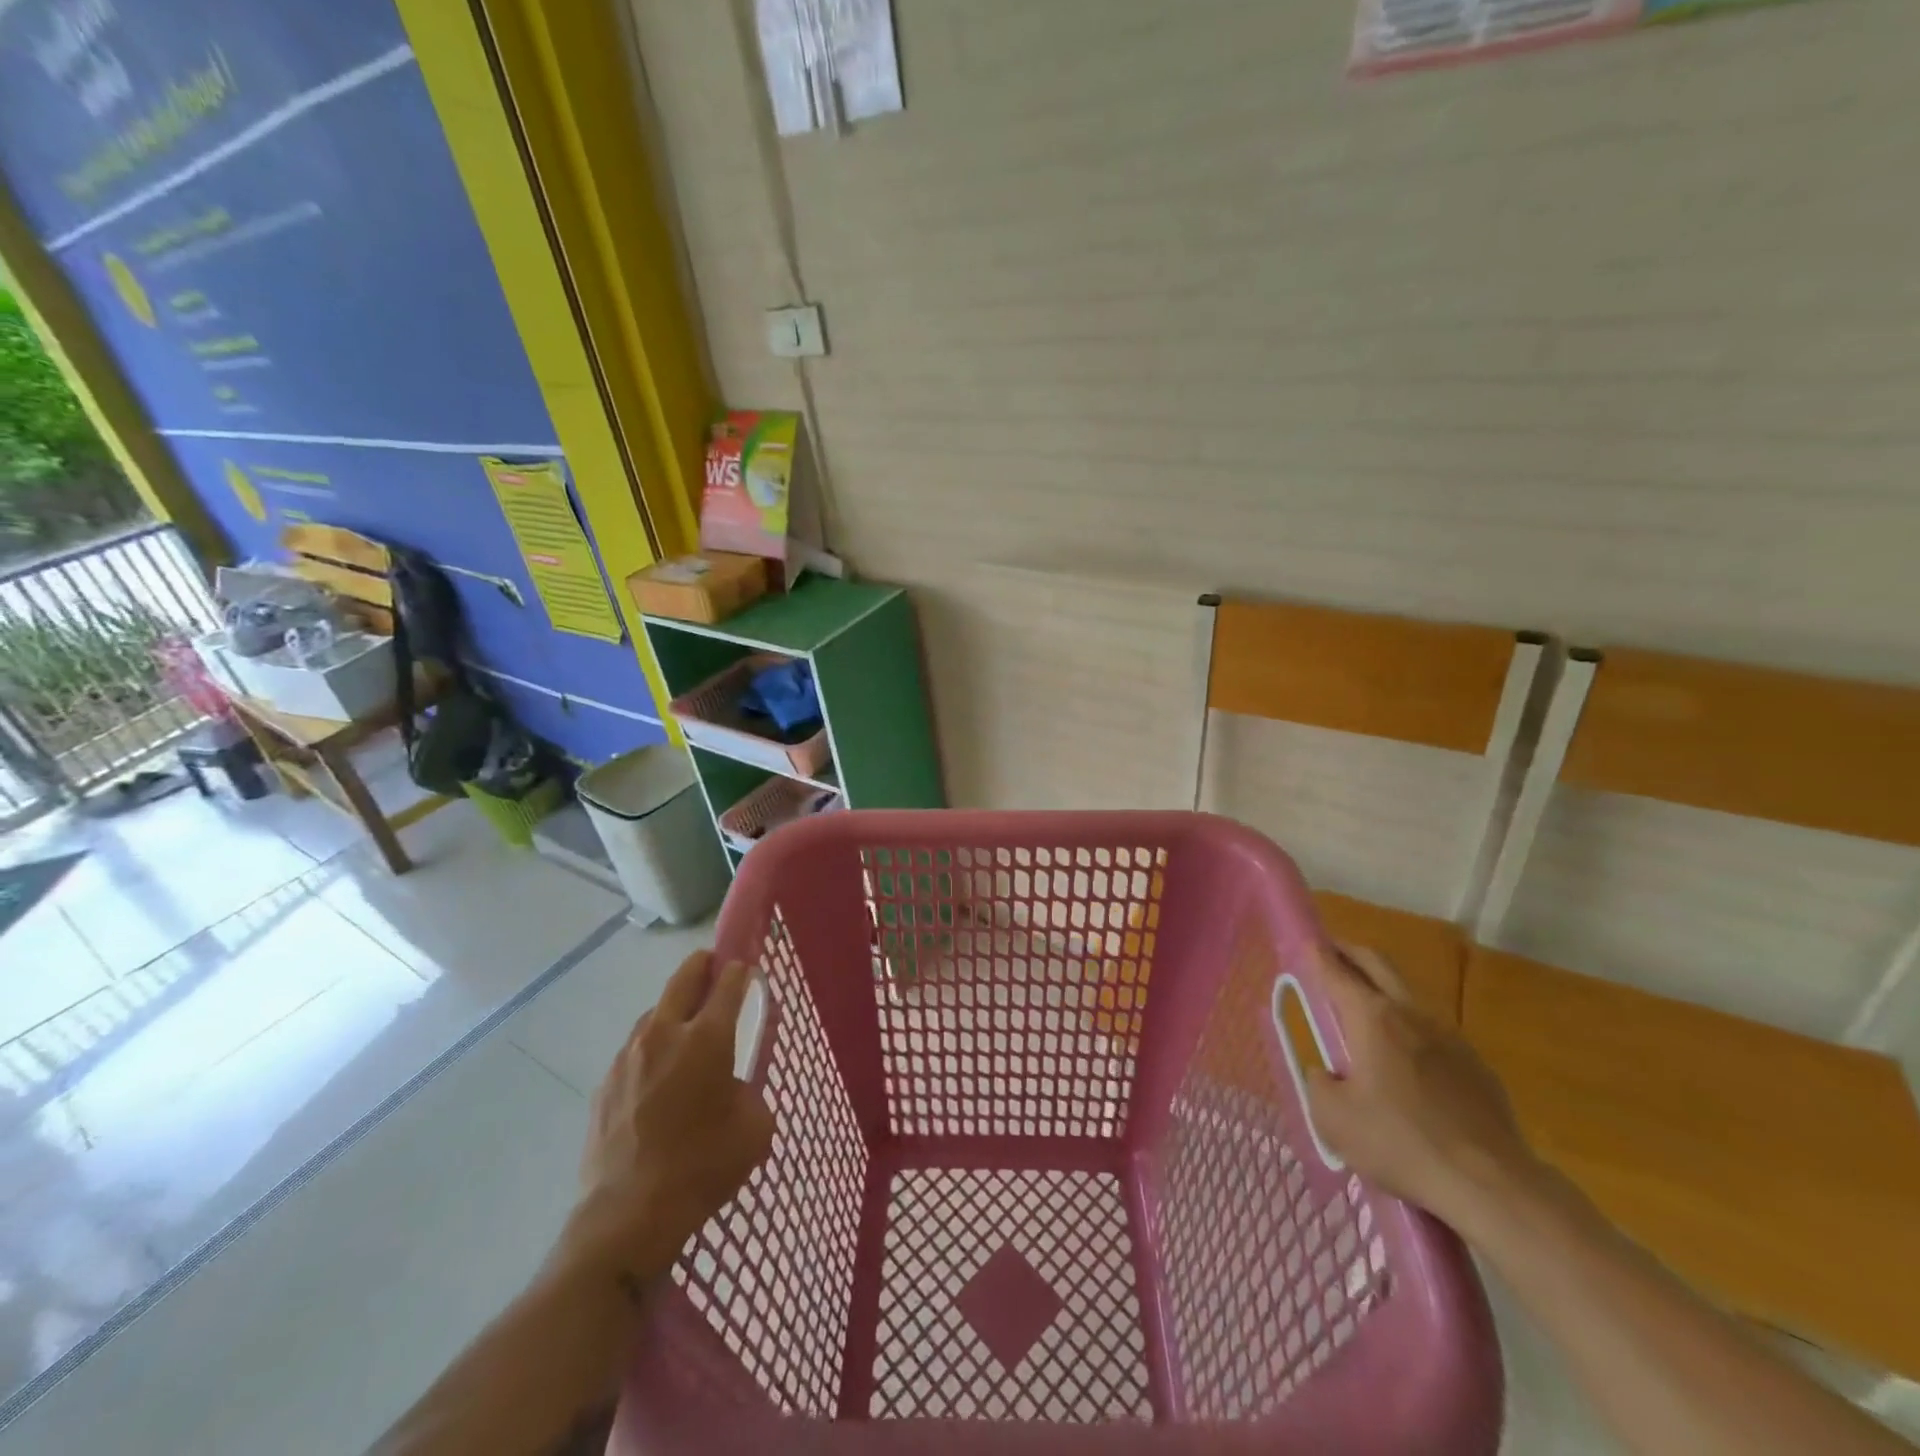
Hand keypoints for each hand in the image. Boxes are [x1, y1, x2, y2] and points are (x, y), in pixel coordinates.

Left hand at [556, 952, 774, 1289]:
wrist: (628, 1217)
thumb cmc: (704, 1167)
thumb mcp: (754, 1127)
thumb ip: (750, 1090)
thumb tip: (733, 1085)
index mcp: (708, 1037)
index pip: (728, 982)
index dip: (741, 970)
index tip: (747, 969)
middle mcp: (665, 1033)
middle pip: (684, 978)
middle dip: (703, 966)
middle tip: (715, 968)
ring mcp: (628, 1056)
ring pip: (655, 1012)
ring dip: (675, 1010)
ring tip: (687, 1031)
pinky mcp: (605, 1083)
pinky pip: (634, 1050)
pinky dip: (652, 1049)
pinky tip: (658, 1078)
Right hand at [1303, 943, 1542, 1234]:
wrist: (1493, 1185)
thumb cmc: (1401, 1143)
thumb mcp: (1333, 1119)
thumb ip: (1319, 1083)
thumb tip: (1327, 1073)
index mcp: (1372, 1018)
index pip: (1336, 971)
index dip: (1316, 954)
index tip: (1305, 942)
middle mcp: (1411, 1014)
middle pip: (1378, 964)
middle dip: (1350, 953)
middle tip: (1331, 955)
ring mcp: (1450, 1038)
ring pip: (1408, 997)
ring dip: (1382, 992)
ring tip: (1364, 1015)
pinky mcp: (1477, 1066)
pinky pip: (1433, 1035)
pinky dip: (1411, 1032)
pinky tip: (1407, 1067)